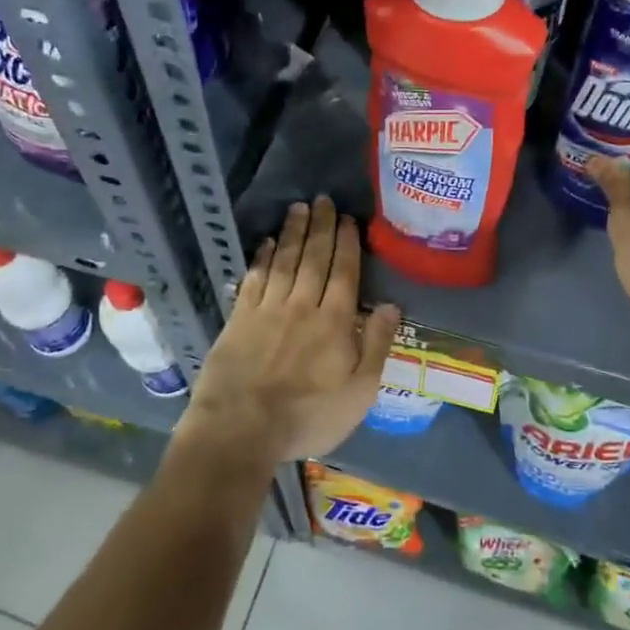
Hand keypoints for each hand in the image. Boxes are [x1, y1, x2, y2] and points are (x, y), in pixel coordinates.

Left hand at [179, 197, 402, 465]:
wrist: (241, 429)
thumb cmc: (308, 416)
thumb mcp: (359, 392)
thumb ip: (377, 345)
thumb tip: (391, 305)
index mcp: (335, 321)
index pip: (344, 272)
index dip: (347, 243)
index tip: (348, 219)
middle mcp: (302, 305)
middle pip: (314, 258)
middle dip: (321, 227)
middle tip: (323, 200)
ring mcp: (268, 309)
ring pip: (284, 261)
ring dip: (292, 232)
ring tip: (298, 208)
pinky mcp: (239, 318)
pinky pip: (254, 278)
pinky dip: (261, 258)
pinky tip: (265, 243)